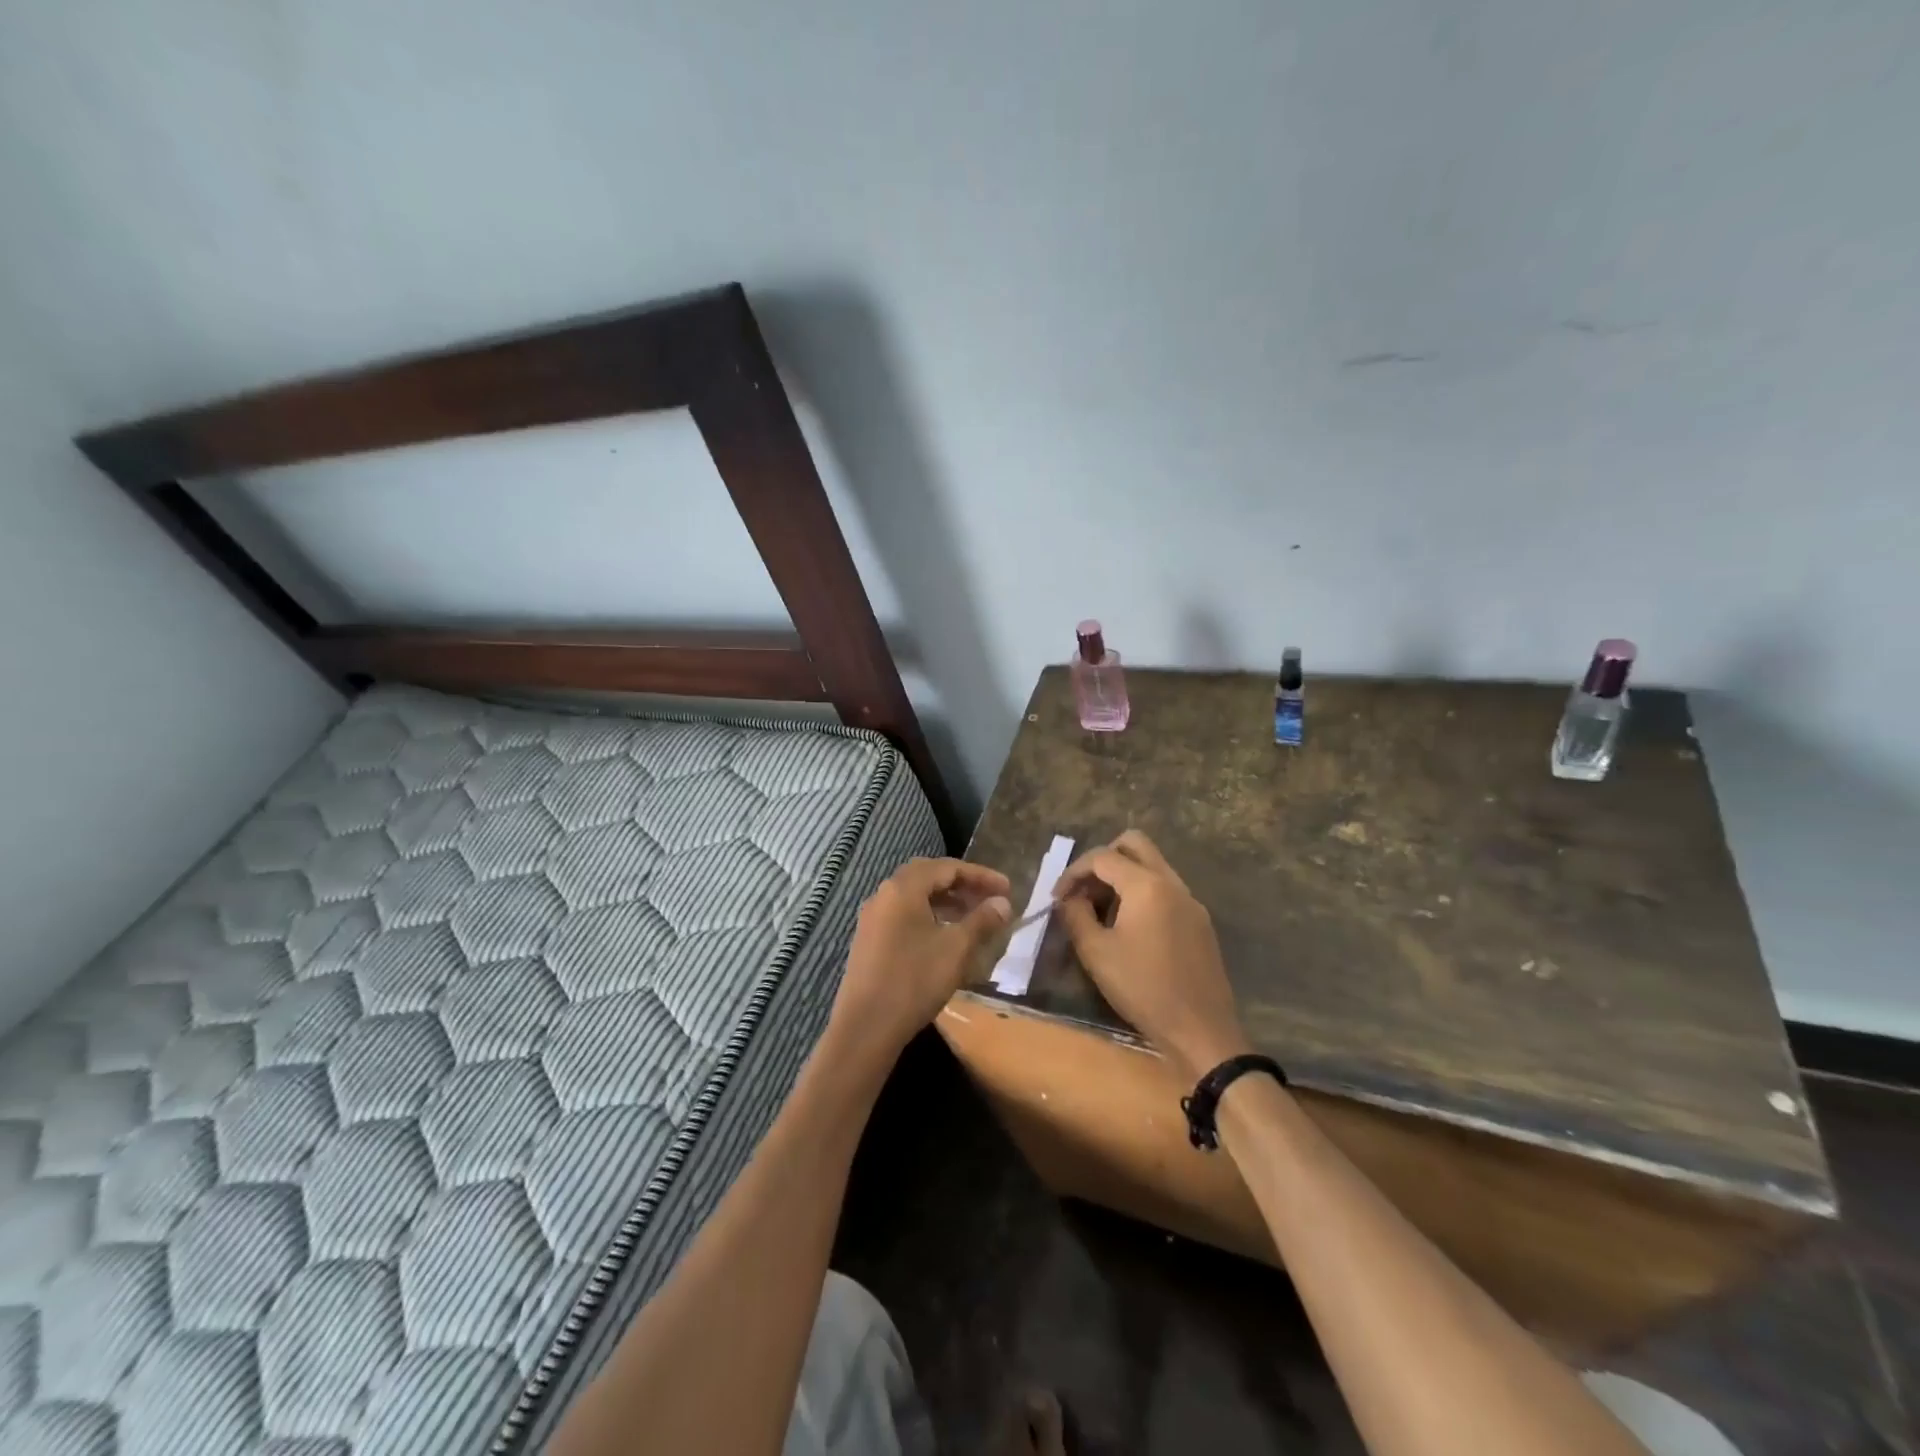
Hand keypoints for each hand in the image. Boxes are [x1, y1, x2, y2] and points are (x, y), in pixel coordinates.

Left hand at [834, 858, 1011, 1056]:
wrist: (866, 1027)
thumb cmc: (914, 981)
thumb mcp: (956, 948)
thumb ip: (981, 920)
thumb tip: (1003, 903)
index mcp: (903, 888)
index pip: (947, 867)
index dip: (980, 875)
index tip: (1008, 889)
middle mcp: (884, 895)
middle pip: (928, 876)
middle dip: (961, 884)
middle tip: (989, 898)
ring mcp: (873, 918)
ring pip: (915, 897)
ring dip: (946, 901)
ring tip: (973, 917)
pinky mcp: (870, 940)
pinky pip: (904, 915)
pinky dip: (929, 916)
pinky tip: (945, 937)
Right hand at [1055, 831, 1251, 1084]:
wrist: (1201, 1030)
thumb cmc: (1143, 989)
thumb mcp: (1096, 953)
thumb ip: (1076, 915)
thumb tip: (1069, 898)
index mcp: (1147, 885)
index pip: (1103, 857)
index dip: (1074, 872)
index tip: (1057, 898)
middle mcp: (1172, 883)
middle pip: (1134, 844)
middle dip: (1103, 859)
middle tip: (1084, 890)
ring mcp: (1191, 901)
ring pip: (1152, 865)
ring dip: (1123, 877)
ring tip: (1101, 911)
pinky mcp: (1200, 922)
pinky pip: (1166, 889)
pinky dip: (1142, 893)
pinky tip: (1129, 928)